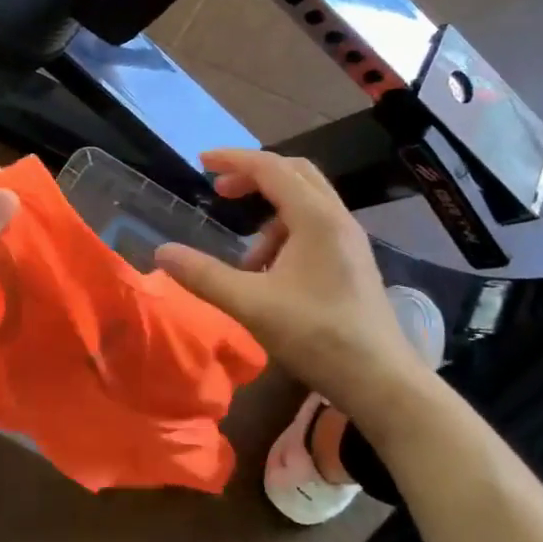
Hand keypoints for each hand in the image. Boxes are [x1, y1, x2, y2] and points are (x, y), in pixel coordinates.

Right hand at [154, 149, 429, 406]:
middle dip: (253, 177)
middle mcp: (337, 219)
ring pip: (305, 202)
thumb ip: (204, 276)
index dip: (233, 160)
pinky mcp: (353, 262)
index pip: (270, 168)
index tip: (201, 163)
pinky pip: (314, 226)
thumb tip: (161, 253)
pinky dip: (285, 233)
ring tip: (245, 258)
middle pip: (294, 173)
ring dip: (269, 213)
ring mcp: (349, 240)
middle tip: (220, 193)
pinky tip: (271, 275)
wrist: (381, 381)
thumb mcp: (251, 305)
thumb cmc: (317, 336)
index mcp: (315, 218)